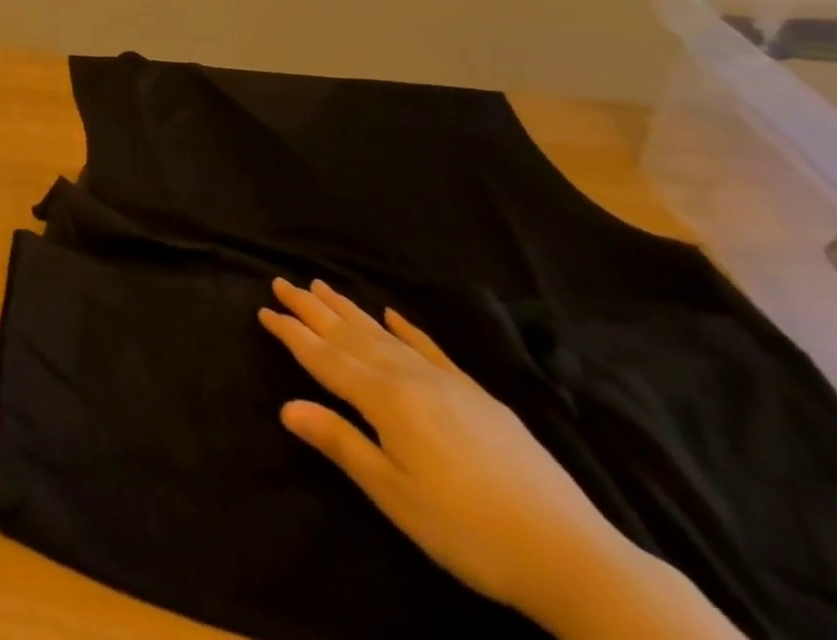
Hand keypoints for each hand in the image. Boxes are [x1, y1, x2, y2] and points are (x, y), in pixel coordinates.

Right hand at [257, 278, 639, 626]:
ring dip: (349, 310)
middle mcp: (409, 378)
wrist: (572, 555)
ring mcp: (447, 383)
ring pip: (384, 334)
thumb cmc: (468, 531)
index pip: (324, 357)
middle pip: (350, 335)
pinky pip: (430, 349)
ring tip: (322, 285)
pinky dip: (407, 328)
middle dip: (312, 309)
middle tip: (282, 282)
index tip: (263, 309)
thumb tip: (286, 406)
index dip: (291, 333)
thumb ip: (340, 443)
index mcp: (384, 400)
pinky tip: (393, 314)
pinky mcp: (478, 396)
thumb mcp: (395, 495)